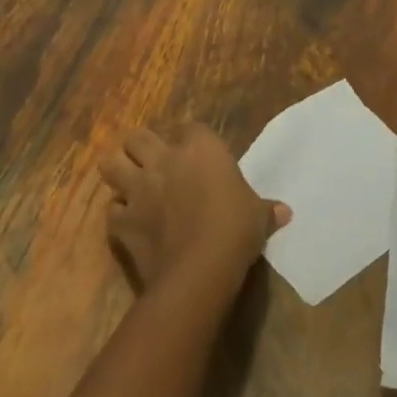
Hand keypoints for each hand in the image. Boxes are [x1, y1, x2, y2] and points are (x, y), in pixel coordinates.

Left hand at [100, 123, 290, 289]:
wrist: (200, 268)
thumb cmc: (235, 229)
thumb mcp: (258, 216)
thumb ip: (266, 209)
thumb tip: (285, 213)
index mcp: (200, 149)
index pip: (190, 128)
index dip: (190, 140)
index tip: (195, 154)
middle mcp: (164, 160)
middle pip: (139, 137)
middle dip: (141, 147)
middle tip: (152, 163)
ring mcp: (138, 189)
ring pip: (111, 164)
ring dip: (118, 171)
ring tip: (129, 183)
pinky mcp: (122, 221)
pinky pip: (111, 211)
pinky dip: (118, 215)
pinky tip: (128, 223)